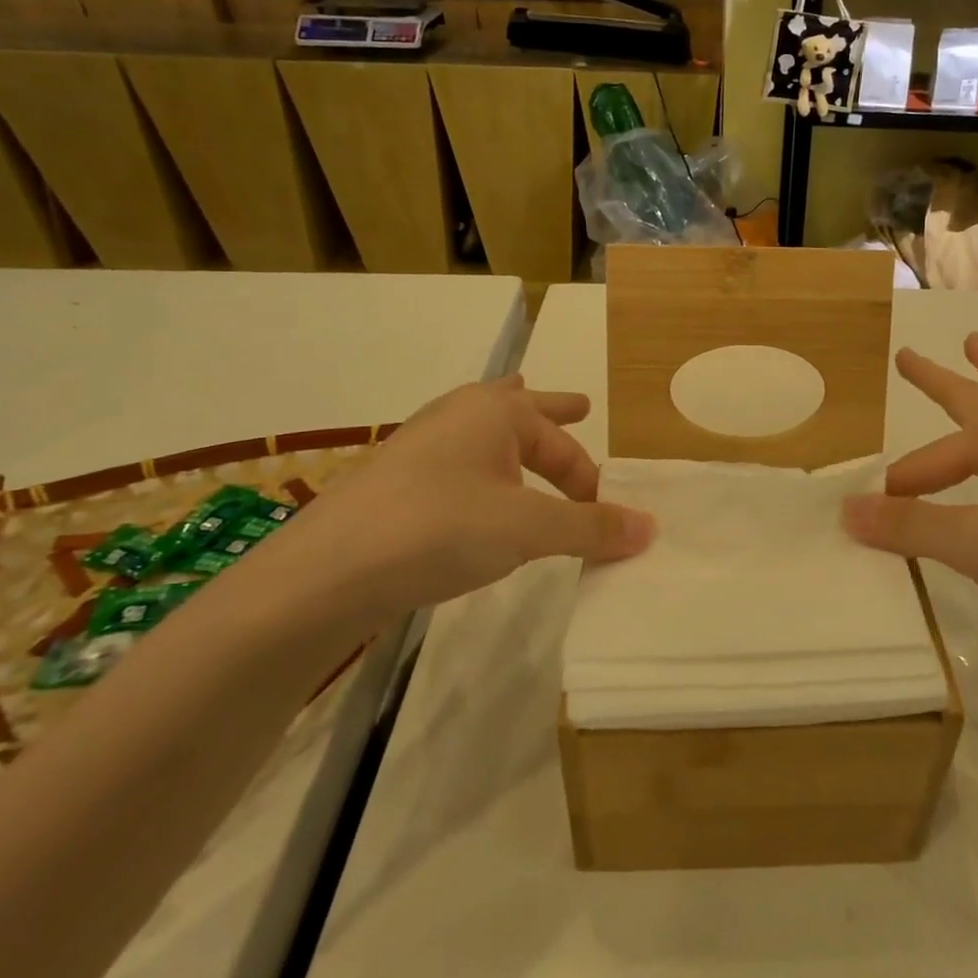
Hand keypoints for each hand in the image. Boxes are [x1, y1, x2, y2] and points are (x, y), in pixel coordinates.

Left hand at [256, 376, 653, 628]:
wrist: (326, 572)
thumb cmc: (440, 529)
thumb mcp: (528, 529)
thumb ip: (590, 527)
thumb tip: (651, 528)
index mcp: (495, 412)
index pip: (563, 447)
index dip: (589, 482)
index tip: (605, 519)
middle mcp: (458, 416)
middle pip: (520, 407)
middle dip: (553, 410)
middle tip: (581, 405)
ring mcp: (421, 444)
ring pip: (482, 429)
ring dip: (511, 432)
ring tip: (522, 417)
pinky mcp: (396, 479)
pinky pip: (457, 458)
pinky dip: (479, 460)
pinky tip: (473, 481)